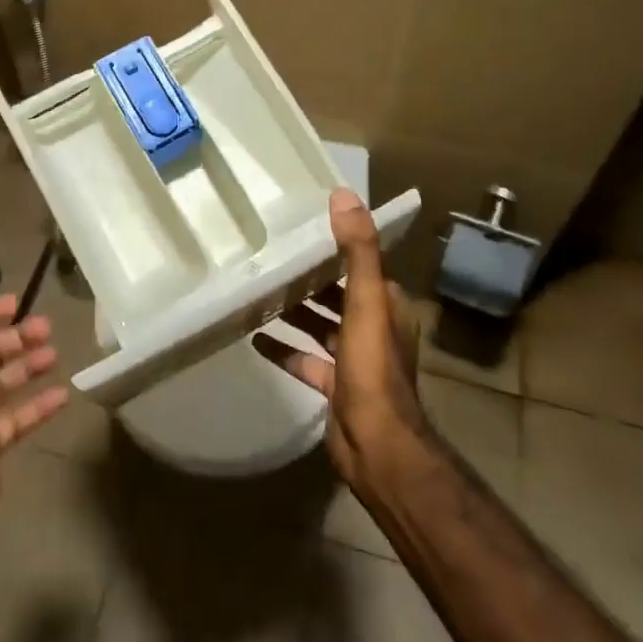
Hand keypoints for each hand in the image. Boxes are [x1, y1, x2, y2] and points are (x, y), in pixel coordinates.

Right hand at [254, 189, 426, 496]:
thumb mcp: (365, 301)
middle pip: (338, 293)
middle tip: (274, 256)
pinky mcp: (335, 386)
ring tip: (261, 290)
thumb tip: (343, 194)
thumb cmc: (372, 368)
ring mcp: (355, 359)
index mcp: (387, 304)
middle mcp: (374, 327)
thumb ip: (357, 249)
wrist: (376, 447)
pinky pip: (306, 360)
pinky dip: (285, 349)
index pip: (361, 263)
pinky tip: (255, 339)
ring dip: (297, 311)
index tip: (305, 228)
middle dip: (311, 277)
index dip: (337, 246)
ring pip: (322, 325)